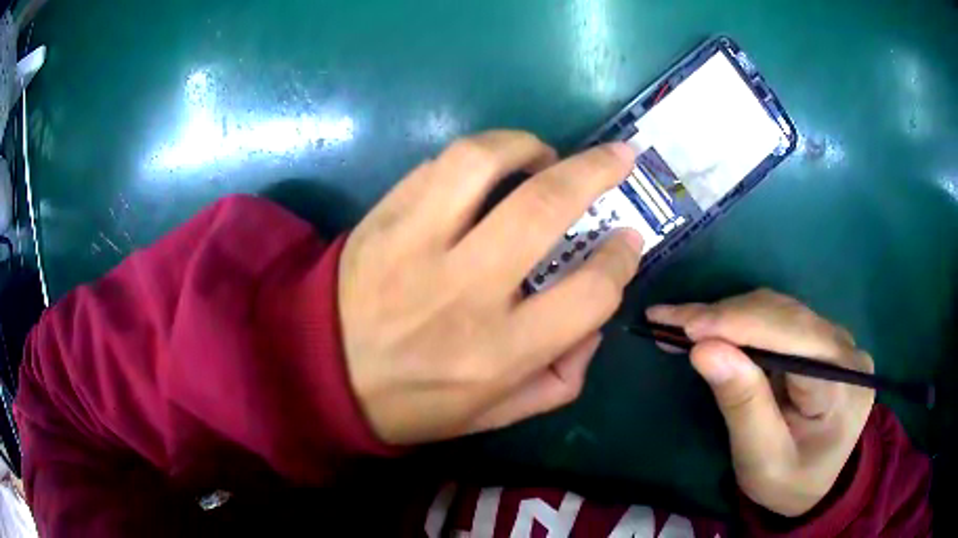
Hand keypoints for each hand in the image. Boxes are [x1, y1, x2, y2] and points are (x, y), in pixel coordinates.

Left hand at [339, 130, 643, 444]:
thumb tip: (595, 324)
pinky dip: (476, 158)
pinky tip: (487, 171)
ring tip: (543, 155)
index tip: (626, 241)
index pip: (591, 293)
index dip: (621, 260)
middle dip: (597, 171)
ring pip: (482, 162)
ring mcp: (415, 245)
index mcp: (500, 352)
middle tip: (619, 158)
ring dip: (526, 146)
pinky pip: (437, 166)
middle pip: (546, 206)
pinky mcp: (382, 218)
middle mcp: (464, 291)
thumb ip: (559, 380)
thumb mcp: (496, 415)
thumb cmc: (413, 403)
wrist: (320, 373)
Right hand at [647, 290, 874, 516]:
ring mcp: (837, 339)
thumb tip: (705, 349)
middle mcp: (845, 348)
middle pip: (783, 315)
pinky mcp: (823, 339)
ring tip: (683, 323)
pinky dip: (742, 321)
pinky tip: (715, 329)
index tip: (682, 323)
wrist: (816, 485)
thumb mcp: (762, 459)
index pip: (791, 336)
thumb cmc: (789, 483)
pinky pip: (780, 319)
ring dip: (729, 315)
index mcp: (841, 382)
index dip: (738, 323)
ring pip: (779, 309)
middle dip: (724, 316)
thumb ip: (742, 404)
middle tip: (668, 319)